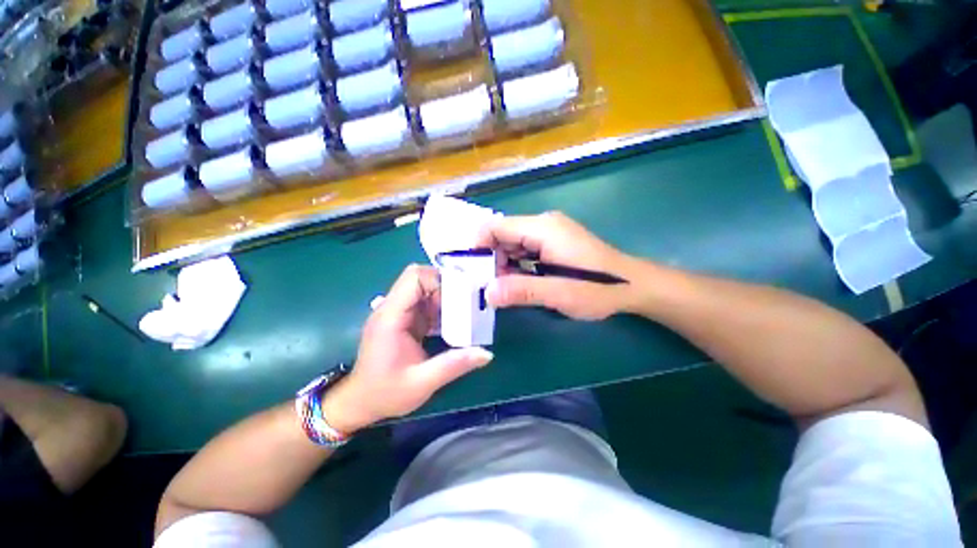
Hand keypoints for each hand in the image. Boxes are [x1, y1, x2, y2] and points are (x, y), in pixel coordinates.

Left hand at [323, 265, 492, 433]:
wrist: (360, 403)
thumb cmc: (385, 393)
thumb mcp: (422, 383)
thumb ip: (453, 365)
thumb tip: (486, 354)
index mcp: (391, 316)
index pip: (414, 277)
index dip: (439, 279)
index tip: (461, 293)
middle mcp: (392, 308)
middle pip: (421, 279)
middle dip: (446, 287)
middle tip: (467, 304)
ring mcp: (397, 313)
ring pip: (425, 289)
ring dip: (445, 298)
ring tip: (464, 313)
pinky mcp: (403, 320)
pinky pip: (425, 303)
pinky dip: (441, 308)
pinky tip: (453, 323)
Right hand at [475, 212, 635, 319]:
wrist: (633, 286)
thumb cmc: (600, 288)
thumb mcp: (559, 293)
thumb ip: (521, 290)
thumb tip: (486, 293)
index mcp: (543, 228)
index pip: (498, 226)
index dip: (478, 244)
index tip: (467, 268)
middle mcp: (543, 224)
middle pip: (503, 234)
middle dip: (489, 257)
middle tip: (480, 283)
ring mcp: (549, 233)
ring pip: (512, 243)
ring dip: (501, 263)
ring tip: (494, 286)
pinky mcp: (553, 244)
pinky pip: (524, 250)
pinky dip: (515, 264)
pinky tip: (513, 281)